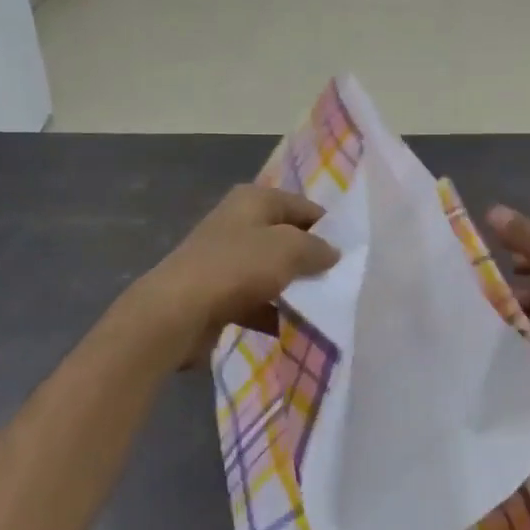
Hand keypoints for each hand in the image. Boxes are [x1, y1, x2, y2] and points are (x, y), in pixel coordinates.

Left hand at [134, 185, 340, 362]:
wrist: (176, 313)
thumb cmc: (237, 268)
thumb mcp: (289, 249)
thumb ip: (317, 248)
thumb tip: (332, 252)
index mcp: (253, 200)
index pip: (303, 206)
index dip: (328, 227)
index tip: (353, 252)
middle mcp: (238, 223)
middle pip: (286, 238)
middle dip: (311, 259)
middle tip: (343, 280)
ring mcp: (225, 260)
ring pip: (271, 271)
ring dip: (293, 289)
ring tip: (325, 307)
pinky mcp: (217, 294)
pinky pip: (255, 301)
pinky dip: (272, 313)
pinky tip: (293, 329)